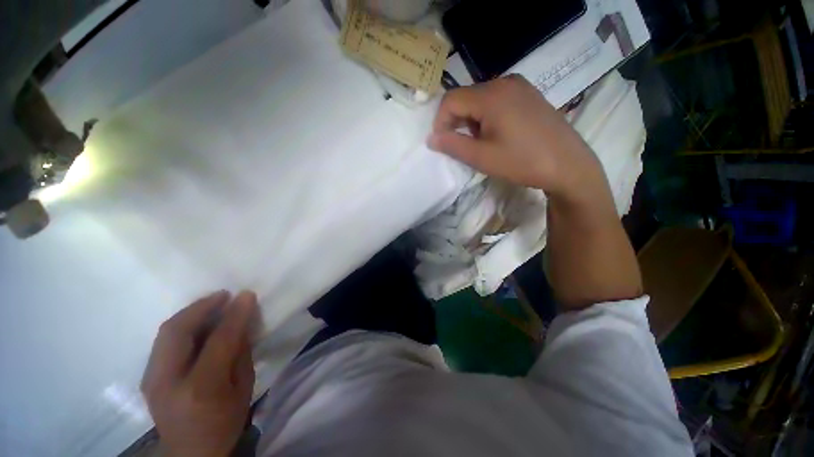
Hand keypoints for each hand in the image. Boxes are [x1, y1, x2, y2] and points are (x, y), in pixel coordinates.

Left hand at [141, 290, 258, 456]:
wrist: (190, 452)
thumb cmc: (224, 422)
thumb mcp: (244, 388)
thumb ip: (241, 353)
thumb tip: (242, 322)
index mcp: (200, 388)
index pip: (219, 341)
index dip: (234, 314)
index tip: (247, 295)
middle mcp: (168, 381)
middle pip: (178, 331)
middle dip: (202, 307)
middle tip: (224, 295)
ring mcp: (151, 379)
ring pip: (166, 333)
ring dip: (190, 313)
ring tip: (212, 303)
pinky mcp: (147, 377)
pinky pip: (163, 342)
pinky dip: (181, 325)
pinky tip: (197, 322)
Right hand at [428, 75, 603, 199]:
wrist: (568, 165)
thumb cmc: (522, 162)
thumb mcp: (482, 157)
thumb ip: (453, 145)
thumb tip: (431, 138)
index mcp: (491, 95)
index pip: (450, 100)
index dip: (440, 122)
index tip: (443, 143)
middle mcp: (505, 81)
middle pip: (466, 97)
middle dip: (456, 122)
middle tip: (462, 146)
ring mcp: (520, 86)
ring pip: (480, 99)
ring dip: (471, 121)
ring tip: (481, 143)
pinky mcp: (528, 94)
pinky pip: (497, 100)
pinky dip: (487, 116)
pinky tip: (497, 134)